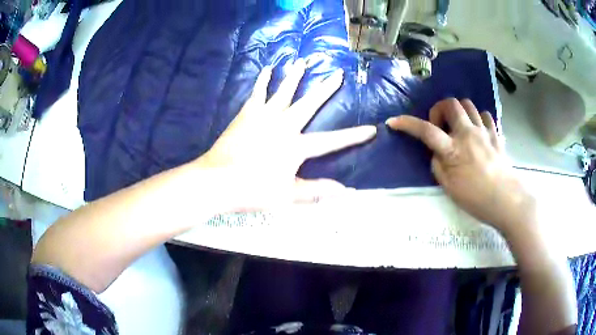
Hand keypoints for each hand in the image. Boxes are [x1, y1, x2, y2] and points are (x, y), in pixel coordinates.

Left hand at [197, 59, 376, 209]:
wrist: (218, 181)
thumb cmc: (253, 190)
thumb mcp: (287, 196)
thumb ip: (316, 191)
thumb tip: (345, 192)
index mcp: (296, 146)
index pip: (332, 141)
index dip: (353, 136)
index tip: (372, 129)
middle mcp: (284, 125)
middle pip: (309, 103)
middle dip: (326, 88)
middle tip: (337, 73)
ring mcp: (264, 116)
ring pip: (284, 91)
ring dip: (295, 75)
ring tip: (303, 60)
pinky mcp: (246, 114)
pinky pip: (257, 93)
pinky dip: (263, 80)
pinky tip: (268, 69)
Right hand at [386, 98, 534, 233]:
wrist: (506, 200)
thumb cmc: (476, 198)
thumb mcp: (449, 188)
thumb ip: (438, 166)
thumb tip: (437, 154)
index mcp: (453, 150)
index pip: (426, 131)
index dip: (407, 124)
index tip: (394, 121)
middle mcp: (468, 133)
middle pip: (451, 104)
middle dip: (440, 109)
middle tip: (440, 126)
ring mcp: (484, 131)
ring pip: (469, 105)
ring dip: (459, 111)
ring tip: (459, 127)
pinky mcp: (496, 134)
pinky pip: (486, 115)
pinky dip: (478, 119)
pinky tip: (478, 131)